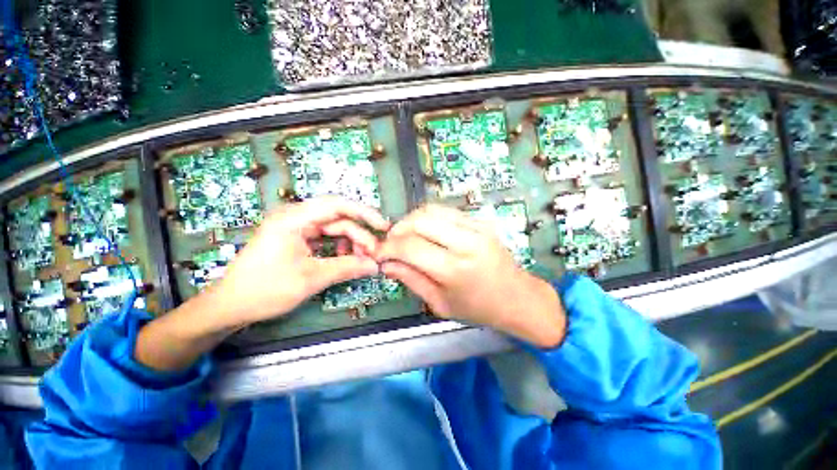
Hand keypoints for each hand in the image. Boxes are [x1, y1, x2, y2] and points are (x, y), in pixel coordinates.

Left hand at [208, 197, 389, 328]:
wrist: (231, 306)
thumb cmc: (265, 290)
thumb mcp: (311, 279)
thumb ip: (347, 268)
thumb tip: (376, 266)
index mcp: (294, 218)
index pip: (337, 205)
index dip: (364, 213)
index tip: (383, 227)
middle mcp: (296, 217)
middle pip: (339, 219)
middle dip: (360, 235)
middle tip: (374, 255)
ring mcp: (297, 227)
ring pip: (335, 229)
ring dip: (352, 243)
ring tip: (361, 260)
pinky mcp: (298, 238)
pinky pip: (327, 238)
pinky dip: (340, 248)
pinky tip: (346, 259)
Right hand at [377, 205, 565, 347]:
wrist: (517, 297)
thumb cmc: (478, 308)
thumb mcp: (439, 303)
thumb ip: (410, 279)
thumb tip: (386, 264)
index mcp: (455, 270)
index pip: (410, 247)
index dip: (388, 248)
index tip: (380, 253)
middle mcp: (466, 242)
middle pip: (419, 220)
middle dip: (398, 229)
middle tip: (392, 243)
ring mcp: (476, 228)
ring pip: (431, 210)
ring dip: (412, 220)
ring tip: (406, 236)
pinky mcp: (480, 221)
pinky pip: (446, 211)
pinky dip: (429, 218)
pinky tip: (426, 232)